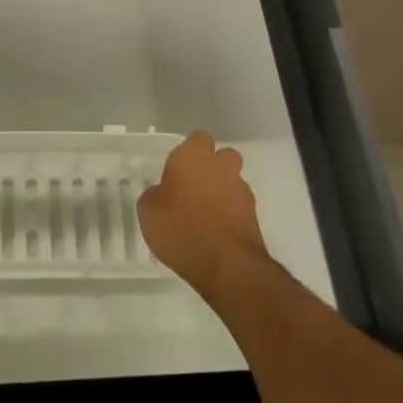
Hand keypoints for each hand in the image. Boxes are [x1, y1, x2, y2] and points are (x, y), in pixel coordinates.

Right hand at [138, 131, 272, 298]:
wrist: (226, 265)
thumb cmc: (180, 228)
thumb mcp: (148, 210)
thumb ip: (155, 194)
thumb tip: (163, 194)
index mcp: (193, 157)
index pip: (197, 138)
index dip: (188, 150)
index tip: (176, 168)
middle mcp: (221, 166)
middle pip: (222, 155)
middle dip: (212, 166)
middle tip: (193, 186)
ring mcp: (241, 190)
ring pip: (232, 180)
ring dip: (221, 191)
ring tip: (204, 214)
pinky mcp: (254, 215)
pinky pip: (238, 206)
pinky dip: (229, 213)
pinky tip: (215, 231)